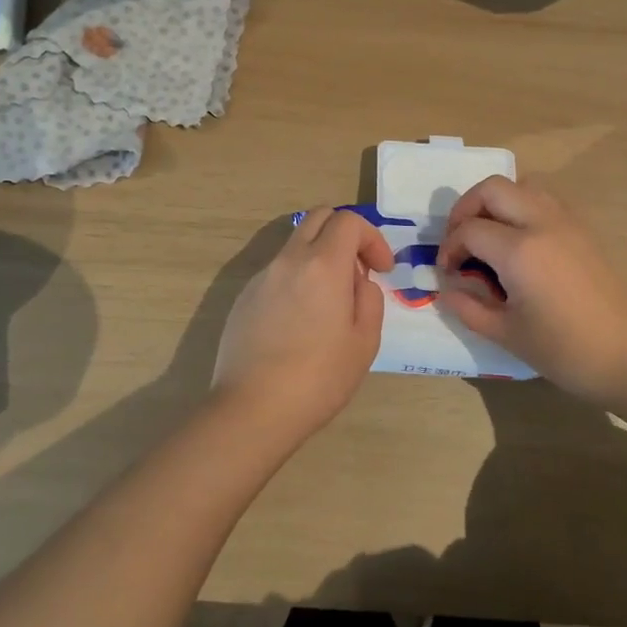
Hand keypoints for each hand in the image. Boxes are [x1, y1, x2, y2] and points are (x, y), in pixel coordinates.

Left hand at [212, 208, 392, 437]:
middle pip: (318, 217)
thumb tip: (357, 281)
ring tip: (330, 302)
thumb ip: (369, 298)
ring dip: (319, 257)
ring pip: (295, 244)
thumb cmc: (319, 377)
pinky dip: (297, 279)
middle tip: (358, 270)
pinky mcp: (244, 298)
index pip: (349, 220)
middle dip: (345, 233)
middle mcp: (288, 260)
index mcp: (323, 264)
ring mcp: (261, 277)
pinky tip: (300, 322)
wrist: (253, 409)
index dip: (372, 238)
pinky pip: (277, 272)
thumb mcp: (365, 340)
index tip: (383, 269)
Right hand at [437, 177, 626, 406]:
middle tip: (460, 241)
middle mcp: (542, 223)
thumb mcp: (506, 334)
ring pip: (523, 185)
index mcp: (519, 250)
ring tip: (489, 236)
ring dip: (498, 202)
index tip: (447, 273)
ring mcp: (567, 221)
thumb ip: (468, 307)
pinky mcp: (583, 228)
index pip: (469, 230)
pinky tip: (520, 242)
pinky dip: (523, 207)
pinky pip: (545, 199)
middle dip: (466, 209)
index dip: (450, 248)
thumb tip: (446, 289)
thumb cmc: (563, 350)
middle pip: (493, 189)